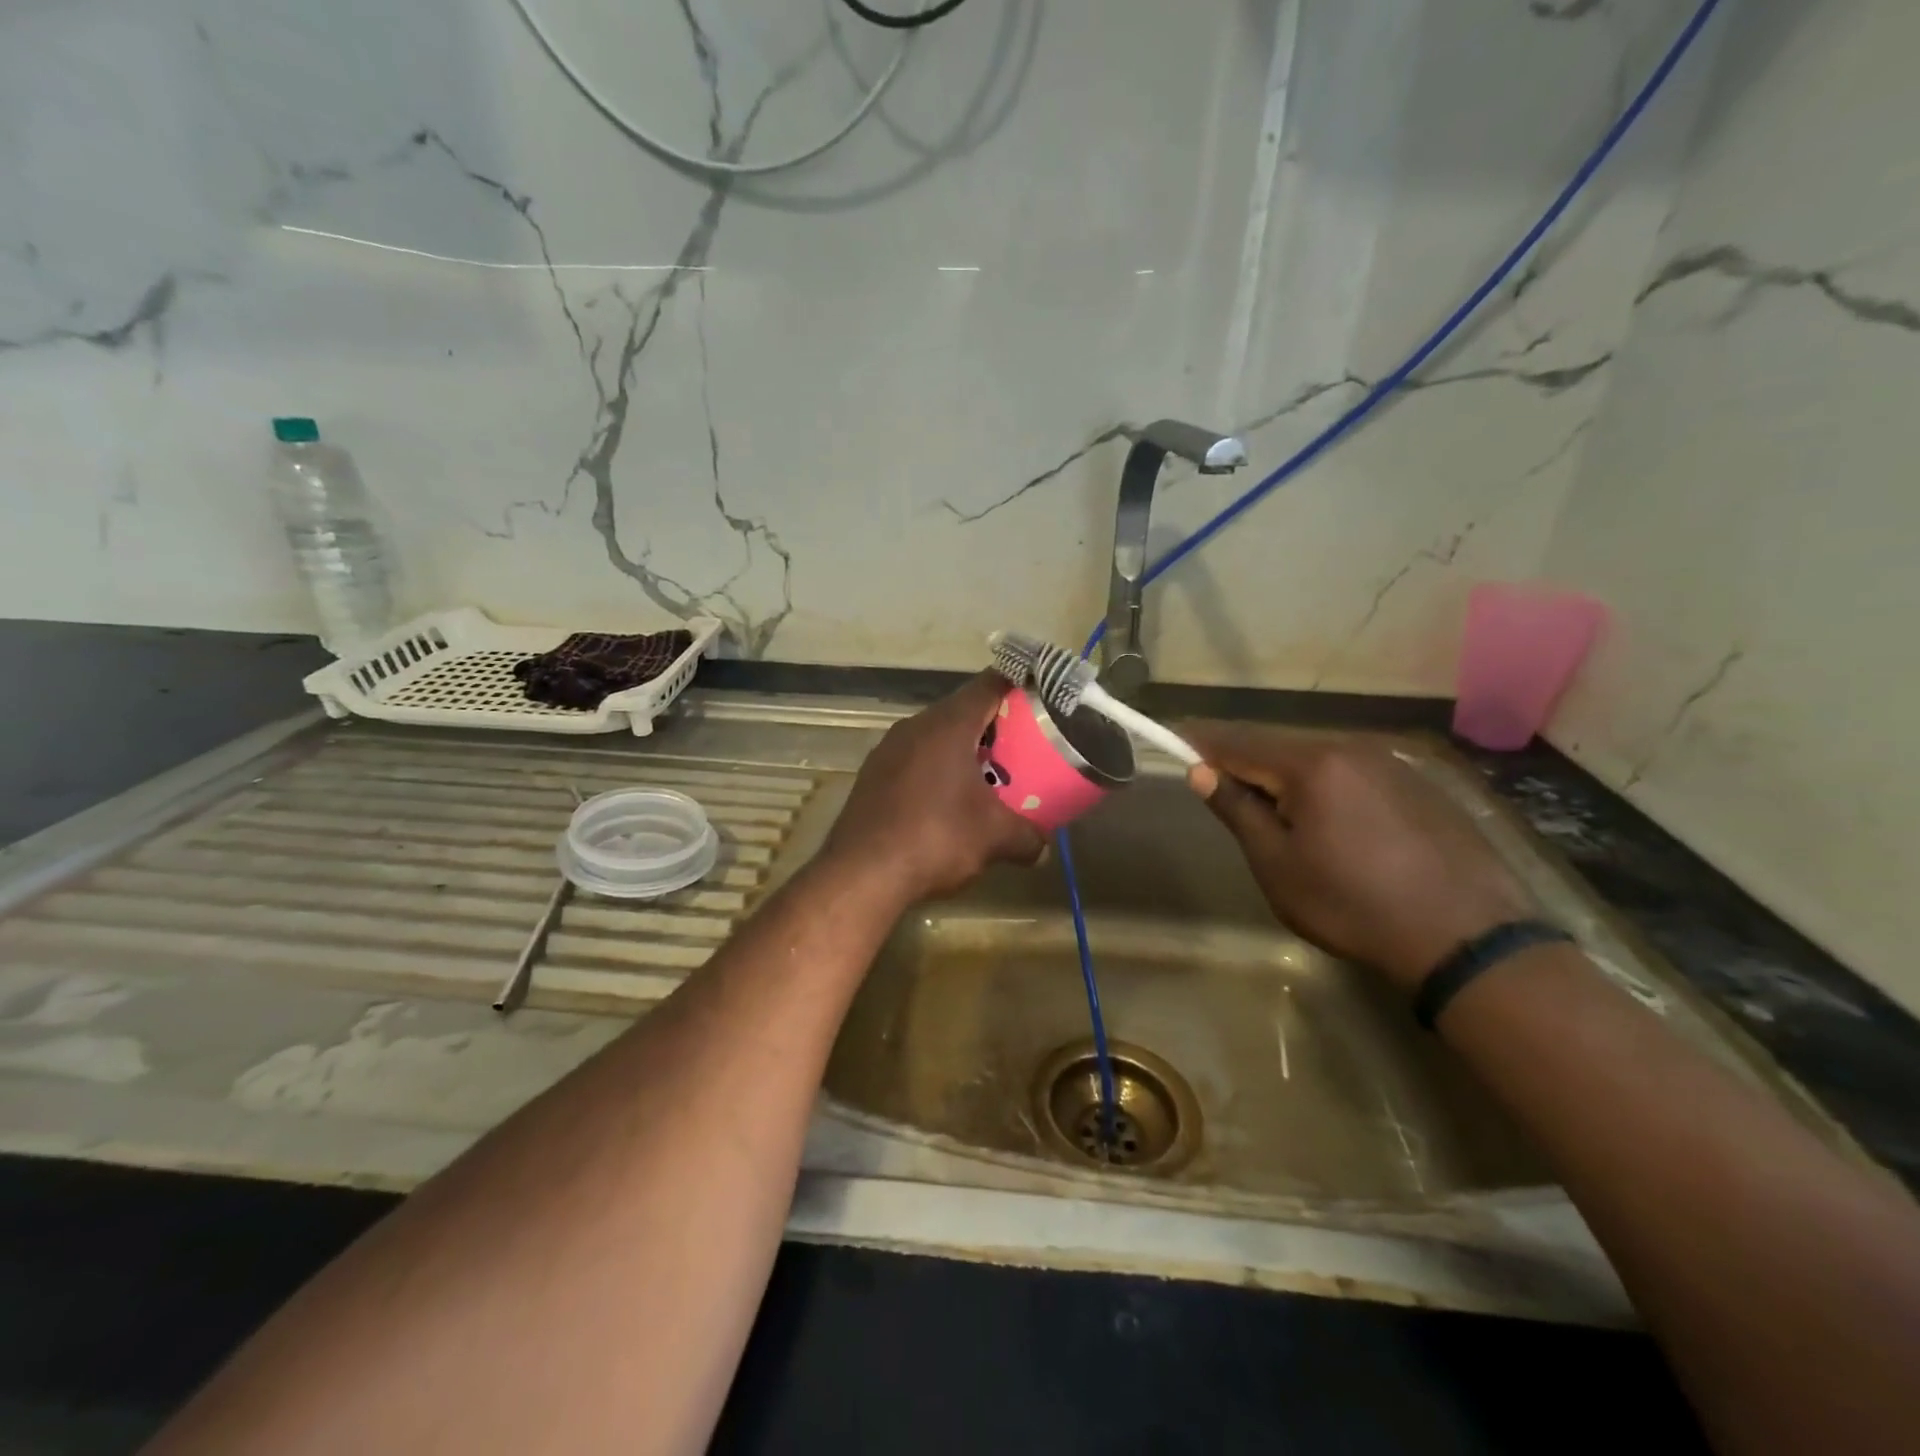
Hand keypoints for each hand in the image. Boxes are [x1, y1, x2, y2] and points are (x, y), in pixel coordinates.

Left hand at [822, 674, 1044, 903]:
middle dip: (993, 726)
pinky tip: (946, 800)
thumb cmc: (936, 839)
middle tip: (1021, 747)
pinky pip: (914, 758)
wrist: (861, 873)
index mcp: (948, 725)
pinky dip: (936, 769)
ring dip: (962, 750)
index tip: (1040, 700)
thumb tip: (1043, 846)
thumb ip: (1027, 836)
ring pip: (935, 735)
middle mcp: (915, 726)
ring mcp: (888, 749)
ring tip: (988, 776)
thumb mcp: (994, 839)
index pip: (989, 684)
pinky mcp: (872, 774)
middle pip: (962, 710)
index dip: (1018, 686)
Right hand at [1183, 725, 1533, 990]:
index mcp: (1311, 763)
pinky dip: (1324, 787)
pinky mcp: (1417, 784)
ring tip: (1275, 814)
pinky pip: (1351, 773)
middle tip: (1222, 791)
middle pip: (1278, 746)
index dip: (1202, 744)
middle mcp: (1350, 748)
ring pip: (1316, 759)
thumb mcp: (1277, 864)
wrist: (1465, 938)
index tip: (1174, 744)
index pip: (1238, 741)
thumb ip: (1236, 810)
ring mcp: (1390, 763)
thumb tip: (1200, 771)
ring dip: (1285, 777)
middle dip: (1245, 764)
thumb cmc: (1351, 904)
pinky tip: (1331, 823)